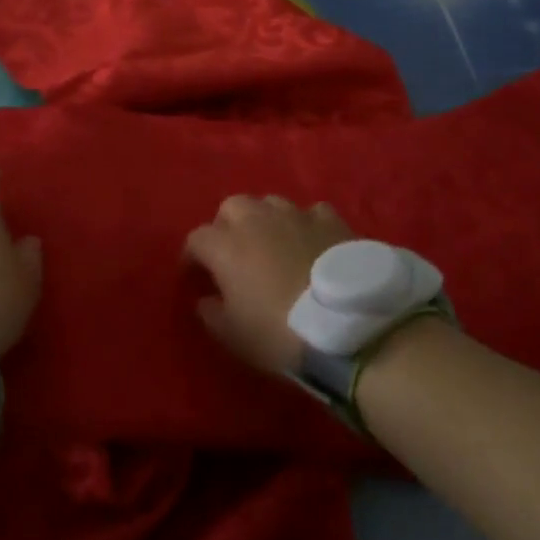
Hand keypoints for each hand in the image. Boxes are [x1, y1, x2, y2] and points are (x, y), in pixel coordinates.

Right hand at [184, 195, 352, 375]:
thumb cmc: (280, 333)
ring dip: (265, 219)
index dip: (192, 257)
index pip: (196, 239)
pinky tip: (311, 241)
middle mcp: (256, 220)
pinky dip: (305, 224)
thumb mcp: (235, 336)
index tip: (196, 276)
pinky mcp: (330, 220)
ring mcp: (296, 215)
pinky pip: (311, 213)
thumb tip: (205, 300)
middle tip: (234, 252)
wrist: (348, 324)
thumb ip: (212, 314)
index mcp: (226, 246)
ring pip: (270, 203)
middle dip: (227, 225)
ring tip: (273, 243)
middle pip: (231, 207)